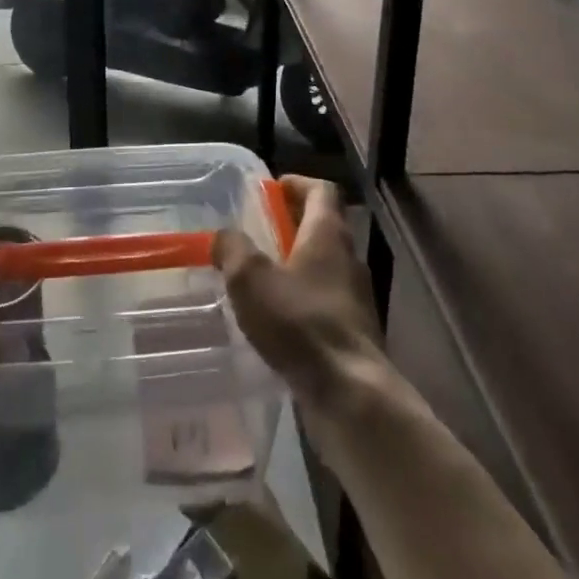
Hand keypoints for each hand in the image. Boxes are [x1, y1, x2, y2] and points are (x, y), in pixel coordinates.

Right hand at [214, 176, 384, 412]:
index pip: (321, 190)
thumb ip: (233, 249)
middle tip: (256, 232)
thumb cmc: (300, 322)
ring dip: (295, 264)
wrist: (350, 394)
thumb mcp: (251, 279)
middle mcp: (348, 258)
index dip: (297, 183)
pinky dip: (302, 299)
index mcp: (328, 234)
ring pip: (324, 266)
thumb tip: (223, 236)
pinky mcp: (353, 332)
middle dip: (290, 225)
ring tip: (260, 277)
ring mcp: (355, 297)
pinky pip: (324, 301)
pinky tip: (276, 319)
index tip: (271, 189)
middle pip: (322, 226)